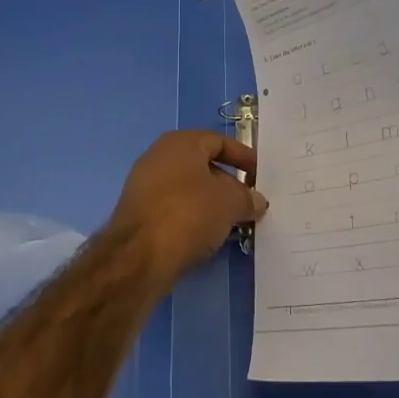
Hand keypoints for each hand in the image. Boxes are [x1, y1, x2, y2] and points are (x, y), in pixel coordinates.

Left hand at [108, 131, 267, 286]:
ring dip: (211, 204)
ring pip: (188, 190)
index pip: (219, 142)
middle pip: (203, 165)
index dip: (243, 157)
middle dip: (228, 184)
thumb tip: (256, 201)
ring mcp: (144, 185)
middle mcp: (158, 157)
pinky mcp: (138, 214)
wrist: (139, 255)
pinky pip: (174, 209)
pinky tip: (207, 236)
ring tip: (232, 223)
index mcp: (180, 143)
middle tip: (249, 204)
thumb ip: (247, 198)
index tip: (261, 177)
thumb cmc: (189, 213)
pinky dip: (192, 218)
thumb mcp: (230, 202)